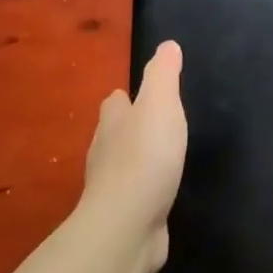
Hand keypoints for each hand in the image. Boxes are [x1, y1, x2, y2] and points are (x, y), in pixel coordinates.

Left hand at [82, 41, 186, 272]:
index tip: (139, 95)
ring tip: (162, 156)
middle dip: (129, 127)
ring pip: (123, 165)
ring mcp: (112, 188)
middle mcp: (105, 153)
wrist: (127, 226)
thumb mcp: (160, 105)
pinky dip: (145, 190)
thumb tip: (167, 46)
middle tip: (155, 124)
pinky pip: (135, 196)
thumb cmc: (145, 157)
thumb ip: (164, 75)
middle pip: (114, 133)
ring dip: (137, 159)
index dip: (125, 97)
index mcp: (113, 122)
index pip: (115, 102)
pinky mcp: (124, 216)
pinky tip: (160, 192)